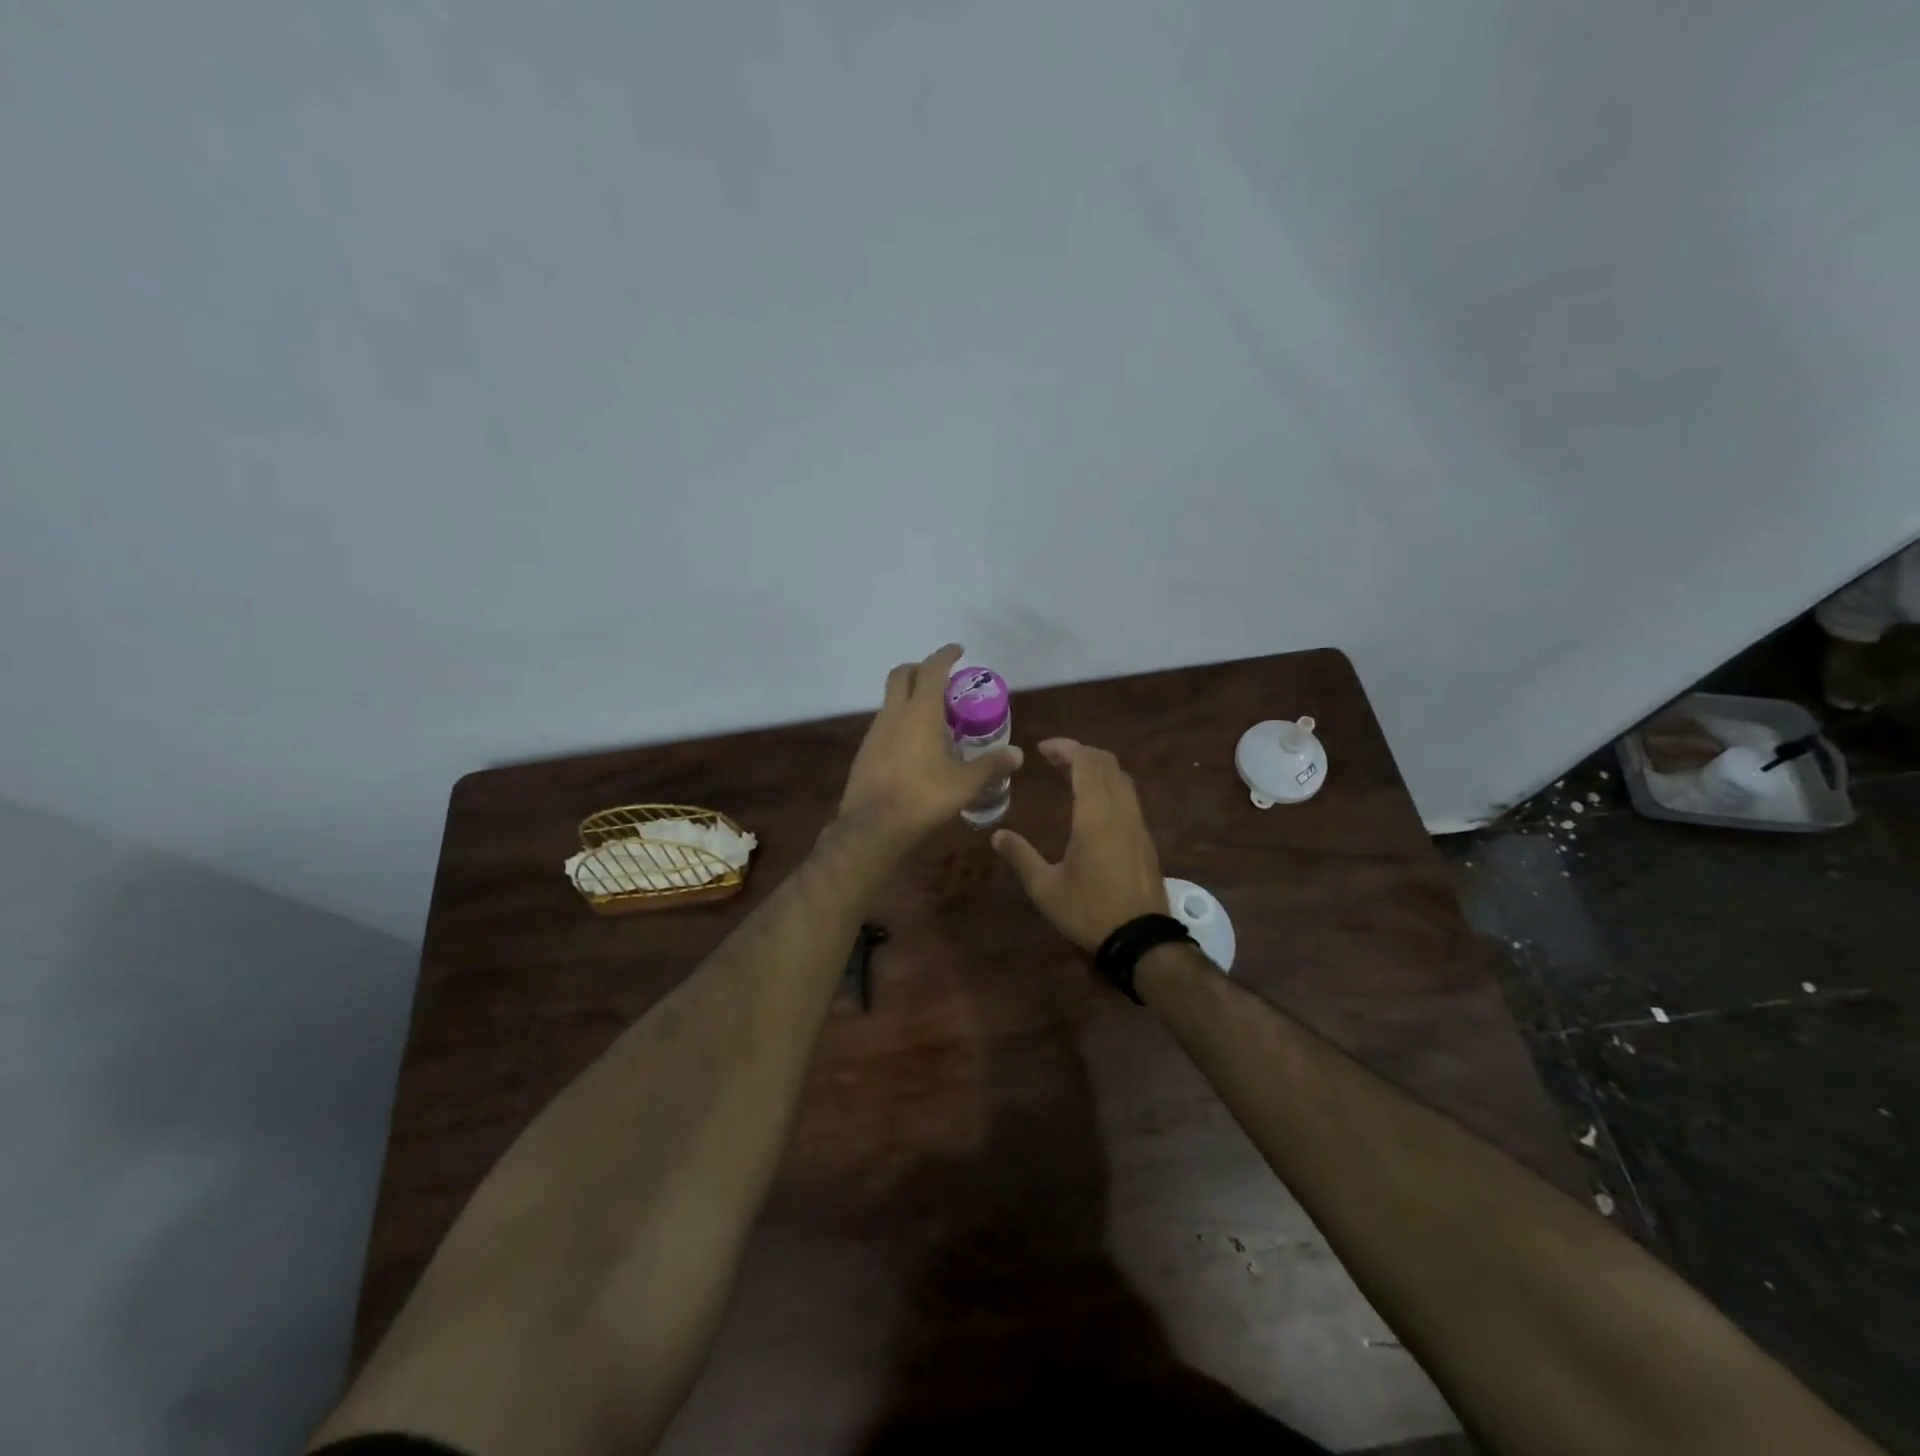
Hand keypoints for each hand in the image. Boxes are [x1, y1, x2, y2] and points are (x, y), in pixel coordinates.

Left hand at [838, 644, 1022, 845]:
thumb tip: (1017, 754)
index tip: (958, 650)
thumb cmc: (923, 797)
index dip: (945, 655)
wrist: (871, 826)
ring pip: (891, 700)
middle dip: (920, 668)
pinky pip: (885, 723)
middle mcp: (894, 714)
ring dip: (910, 696)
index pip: (932, 670)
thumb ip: (991, 766)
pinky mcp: (865, 751)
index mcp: (920, 712)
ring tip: (934, 716)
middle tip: (942, 678)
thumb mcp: (965, 784)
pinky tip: (915, 745)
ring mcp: (875, 732)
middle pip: (902, 674)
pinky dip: (901, 721)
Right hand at [992, 738, 1167, 951]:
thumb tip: (997, 836)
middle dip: (1081, 753)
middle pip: (1107, 763)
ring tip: (1071, 775)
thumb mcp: (1045, 888)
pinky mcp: (1146, 839)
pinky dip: (1109, 785)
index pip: (1086, 762)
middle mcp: (1121, 811)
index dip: (1065, 748)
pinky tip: (1093, 804)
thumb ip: (1021, 856)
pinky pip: (1129, 796)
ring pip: (1122, 778)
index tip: (1042, 749)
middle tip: (1053, 759)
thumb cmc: (1089, 911)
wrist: (1142, 940)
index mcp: (1096, 815)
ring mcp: (1138, 824)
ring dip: (1097, 768)